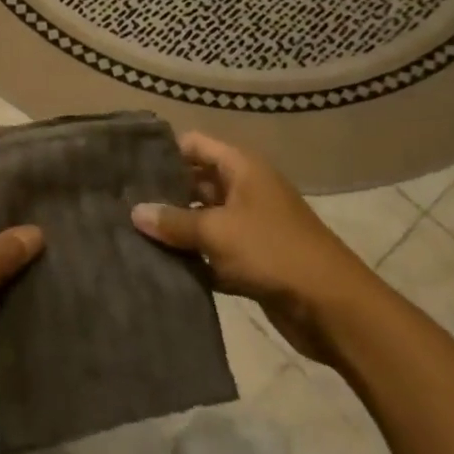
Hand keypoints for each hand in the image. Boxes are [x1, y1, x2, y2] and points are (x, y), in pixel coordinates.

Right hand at [131, 132, 377, 364]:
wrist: (333, 308)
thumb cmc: (273, 252)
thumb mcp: (217, 231)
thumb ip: (174, 221)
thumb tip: (134, 212)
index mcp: (241, 168)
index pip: (193, 145)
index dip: (163, 151)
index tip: (126, 164)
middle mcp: (244, 189)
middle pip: (195, 180)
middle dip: (162, 192)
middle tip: (120, 201)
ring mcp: (249, 224)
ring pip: (202, 218)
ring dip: (175, 228)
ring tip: (130, 232)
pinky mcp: (251, 259)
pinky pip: (213, 250)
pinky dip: (193, 257)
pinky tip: (158, 264)